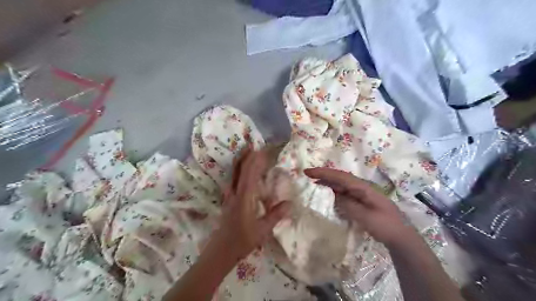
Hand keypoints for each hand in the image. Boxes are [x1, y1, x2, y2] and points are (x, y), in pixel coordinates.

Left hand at [212, 148, 290, 260]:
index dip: (255, 160)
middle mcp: (235, 192)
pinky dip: (238, 171)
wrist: (222, 250)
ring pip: (234, 173)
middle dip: (246, 156)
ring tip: (247, 152)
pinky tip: (242, 172)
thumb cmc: (242, 240)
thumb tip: (290, 203)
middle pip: (239, 169)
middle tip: (254, 146)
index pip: (250, 173)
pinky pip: (233, 179)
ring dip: (241, 161)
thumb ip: (276, 215)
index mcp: (244, 197)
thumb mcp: (263, 230)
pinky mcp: (228, 199)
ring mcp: (229, 195)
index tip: (262, 150)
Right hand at [306, 167, 413, 246]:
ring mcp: (361, 195)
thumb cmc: (385, 226)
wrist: (401, 237)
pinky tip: (327, 197)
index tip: (308, 172)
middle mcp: (361, 188)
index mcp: (362, 187)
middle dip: (323, 175)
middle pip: (339, 178)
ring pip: (341, 186)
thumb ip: (348, 205)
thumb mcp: (366, 217)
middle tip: (307, 176)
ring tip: (314, 185)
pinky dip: (333, 193)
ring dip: (327, 184)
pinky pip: (344, 194)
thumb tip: (333, 196)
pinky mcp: (361, 203)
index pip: (339, 176)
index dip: (323, 173)